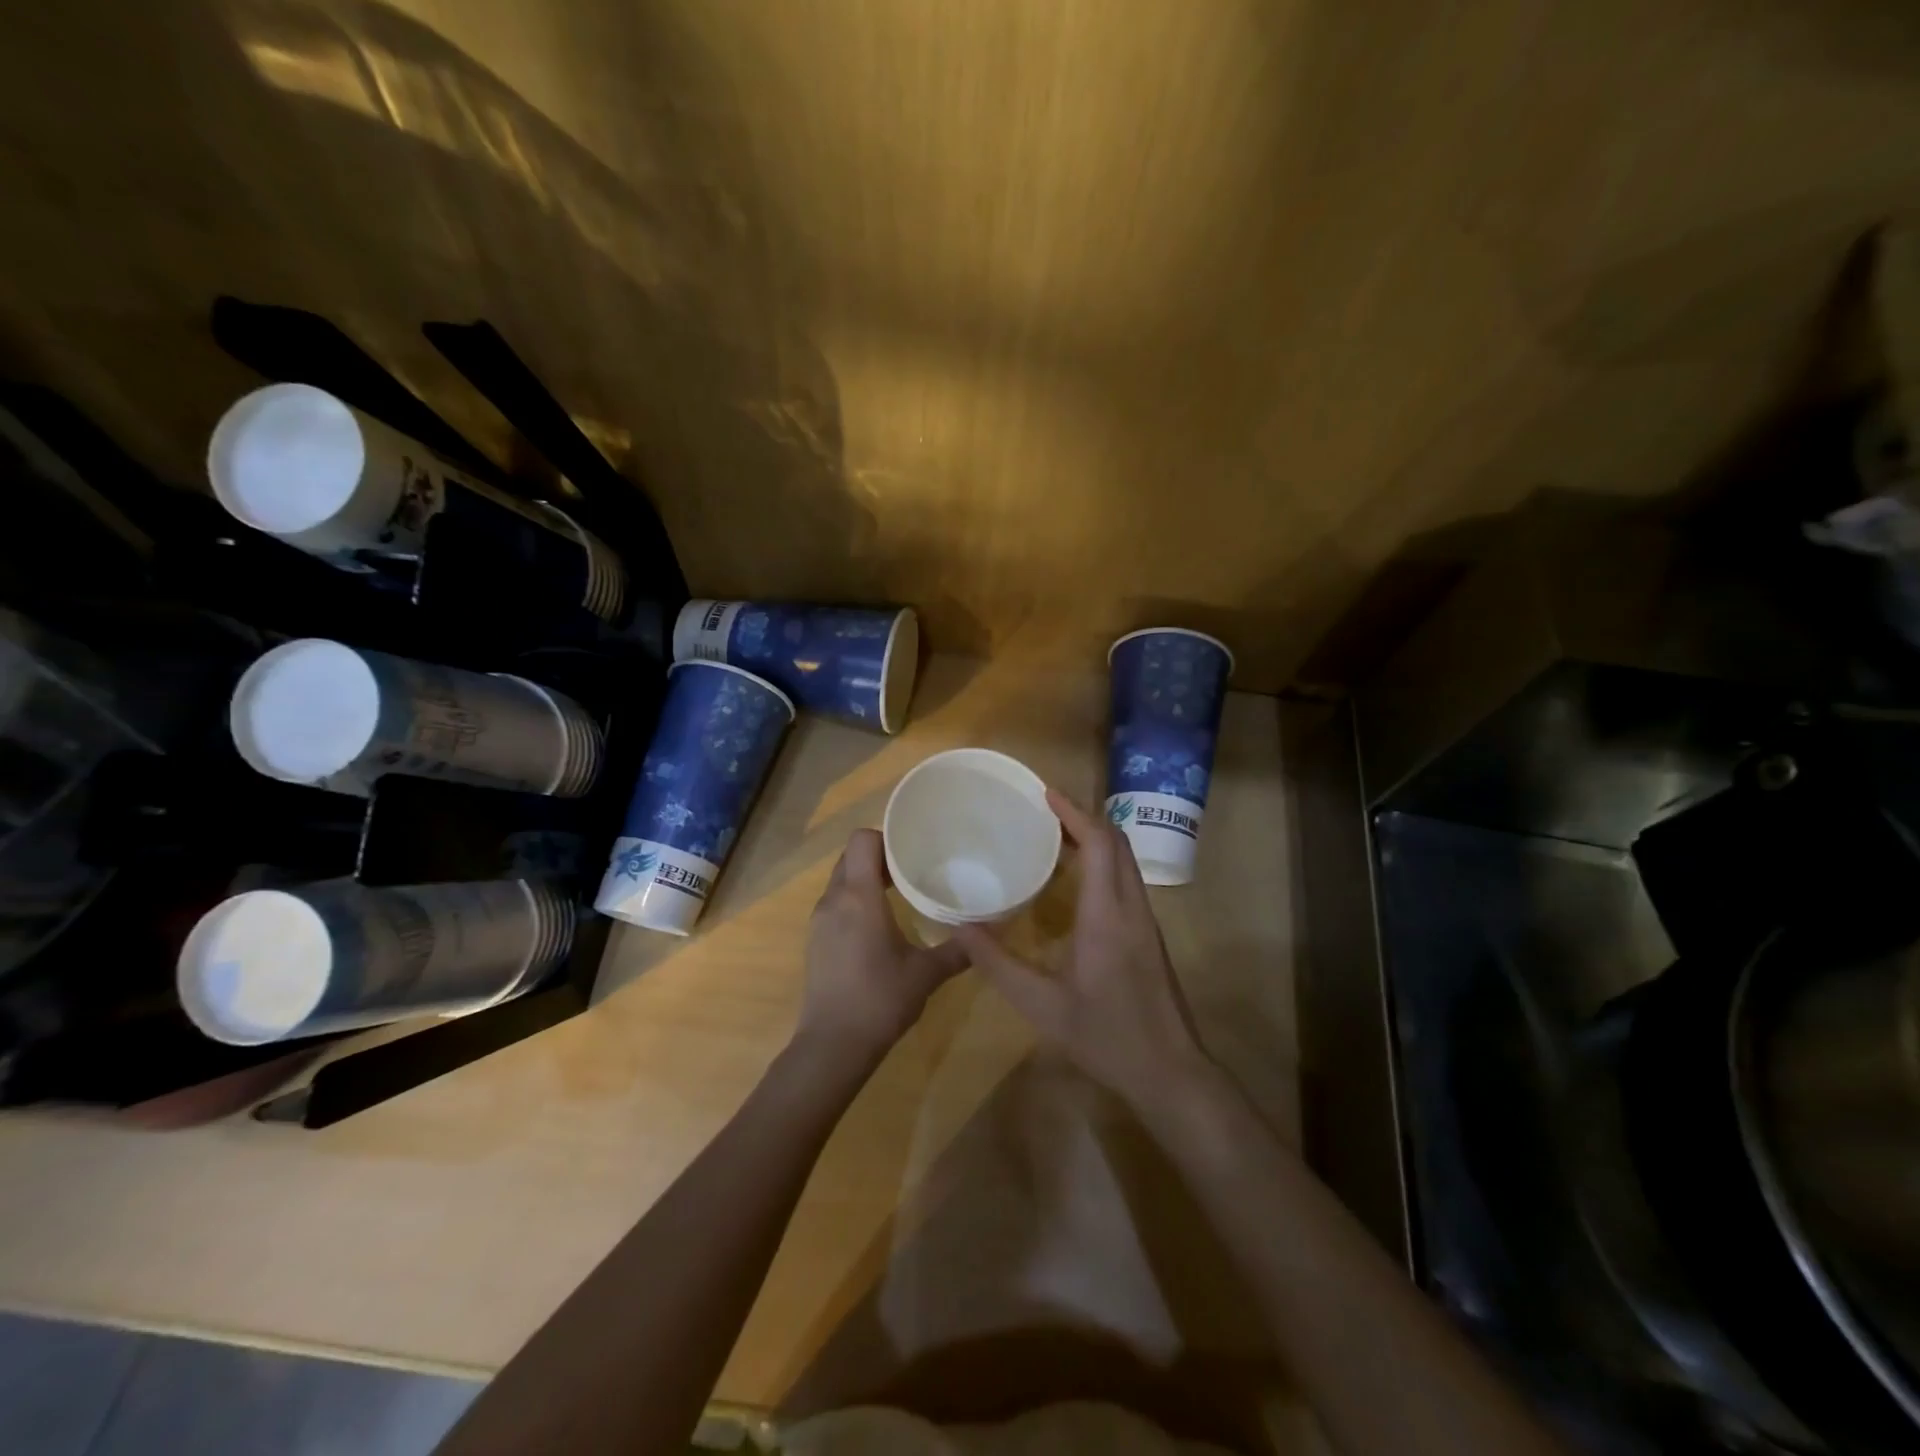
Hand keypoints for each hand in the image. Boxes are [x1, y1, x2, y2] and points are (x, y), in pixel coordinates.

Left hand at [799, 828, 969, 1060]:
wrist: (832, 1046)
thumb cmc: (880, 1000)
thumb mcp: (926, 974)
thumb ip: (958, 950)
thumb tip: (991, 932)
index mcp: (859, 897)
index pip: (862, 840)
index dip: (885, 837)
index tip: (913, 849)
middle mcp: (834, 900)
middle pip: (850, 857)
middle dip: (880, 857)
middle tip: (913, 869)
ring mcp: (820, 921)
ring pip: (841, 881)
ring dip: (866, 879)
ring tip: (901, 894)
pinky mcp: (815, 941)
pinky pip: (836, 904)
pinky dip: (855, 901)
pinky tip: (880, 925)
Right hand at [954, 789, 1211, 1112]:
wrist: (1170, 1072)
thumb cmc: (1106, 1036)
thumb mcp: (1041, 1006)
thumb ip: (998, 965)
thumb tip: (960, 929)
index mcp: (1108, 914)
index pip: (1100, 843)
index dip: (1074, 813)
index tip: (1045, 794)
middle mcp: (1132, 907)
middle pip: (1117, 843)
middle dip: (1084, 818)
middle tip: (1045, 812)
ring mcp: (1146, 921)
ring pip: (1126, 860)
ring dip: (1096, 839)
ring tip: (1056, 837)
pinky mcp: (1150, 935)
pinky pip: (1128, 880)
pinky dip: (1104, 862)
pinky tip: (1078, 881)